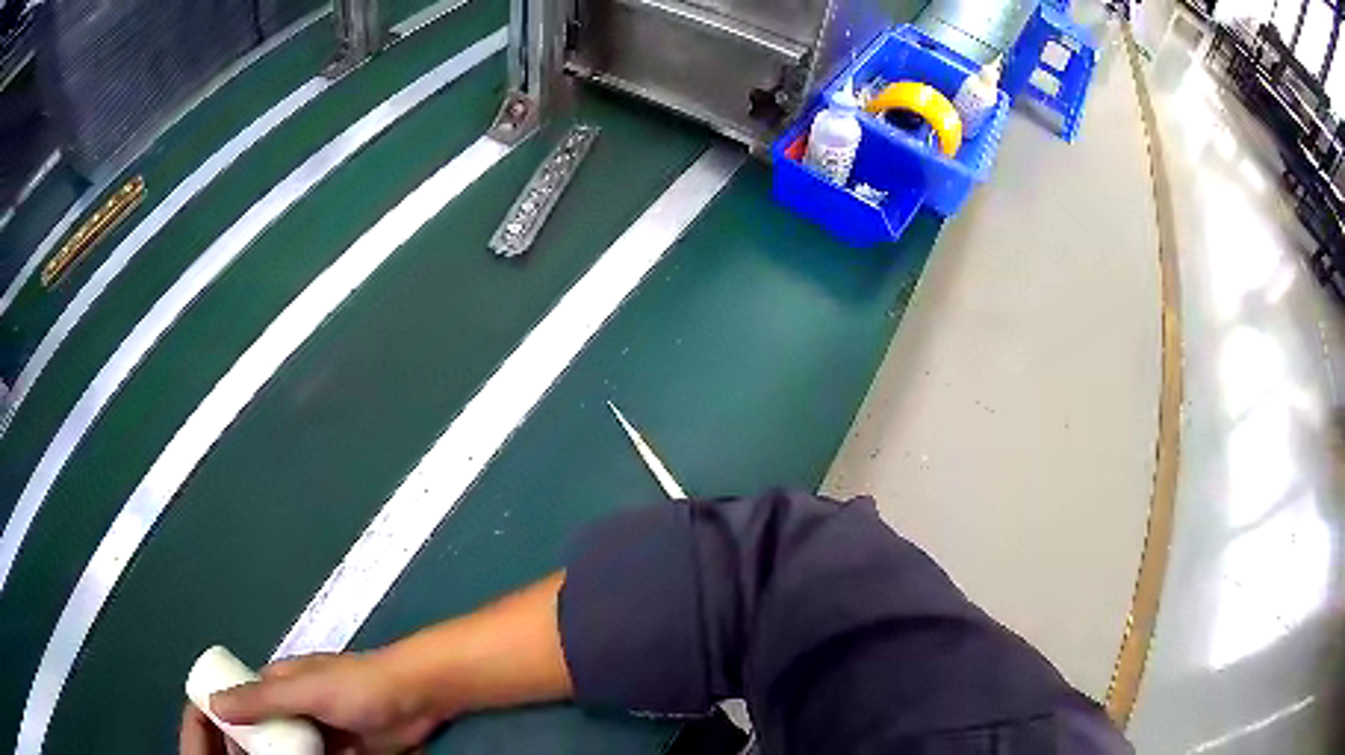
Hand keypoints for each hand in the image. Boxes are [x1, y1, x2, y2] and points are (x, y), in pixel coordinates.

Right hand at [179, 652, 441, 754]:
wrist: (417, 697)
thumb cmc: (355, 686)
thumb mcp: (303, 690)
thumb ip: (261, 698)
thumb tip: (213, 703)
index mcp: (280, 683)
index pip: (244, 704)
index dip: (232, 725)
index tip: (225, 751)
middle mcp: (295, 707)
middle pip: (268, 733)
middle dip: (258, 751)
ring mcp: (321, 732)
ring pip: (293, 752)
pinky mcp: (347, 752)